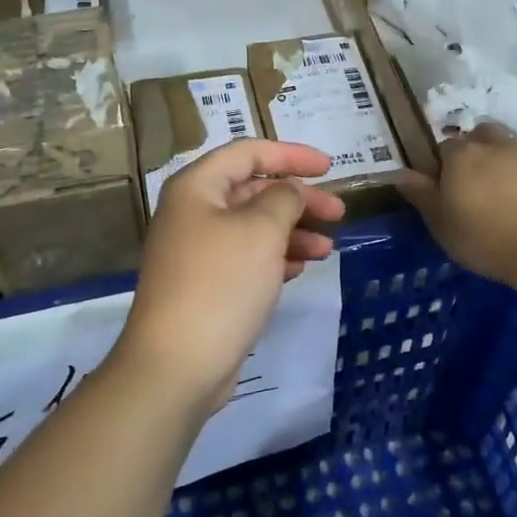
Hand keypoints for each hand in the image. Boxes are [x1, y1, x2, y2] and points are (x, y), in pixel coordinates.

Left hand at [113, 139, 346, 414]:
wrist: (178, 364)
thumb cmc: (221, 283)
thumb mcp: (261, 230)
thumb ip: (284, 198)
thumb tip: (290, 191)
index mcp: (197, 187)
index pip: (248, 152)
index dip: (291, 154)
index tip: (330, 167)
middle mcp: (193, 212)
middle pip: (253, 190)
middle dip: (299, 199)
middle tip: (338, 214)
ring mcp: (197, 251)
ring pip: (253, 227)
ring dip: (293, 232)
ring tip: (327, 250)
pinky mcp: (206, 285)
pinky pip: (247, 258)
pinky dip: (276, 257)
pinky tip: (301, 269)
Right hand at [397, 124, 516, 282]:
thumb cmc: (482, 238)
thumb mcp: (440, 223)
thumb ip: (420, 194)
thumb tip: (399, 172)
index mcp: (459, 158)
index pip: (442, 149)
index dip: (440, 165)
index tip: (441, 186)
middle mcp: (492, 146)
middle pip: (476, 135)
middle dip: (471, 148)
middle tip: (469, 176)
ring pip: (508, 138)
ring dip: (500, 147)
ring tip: (497, 168)